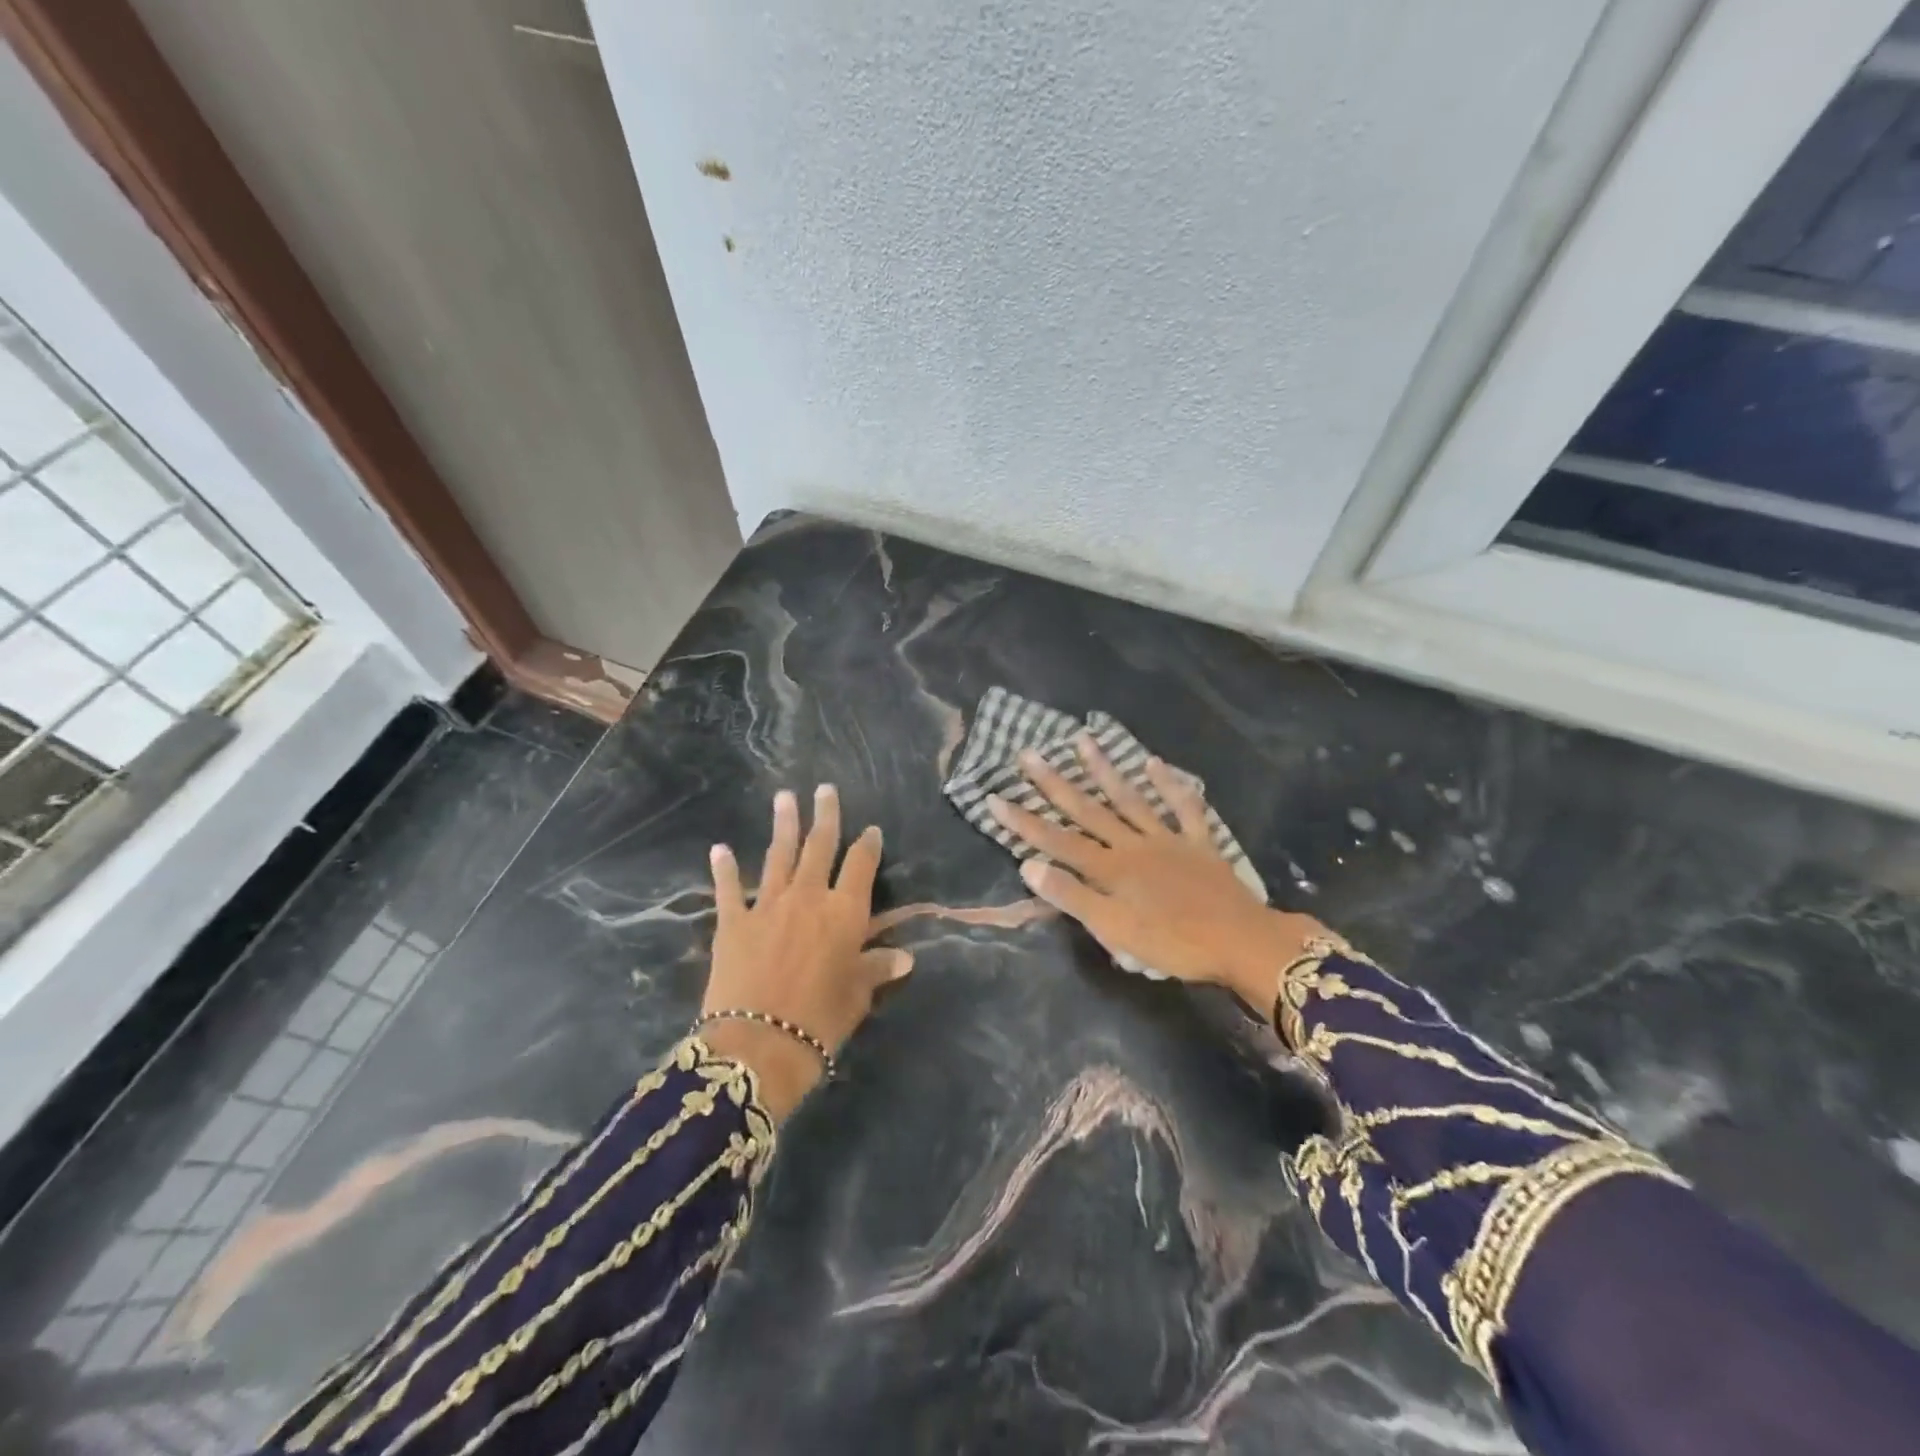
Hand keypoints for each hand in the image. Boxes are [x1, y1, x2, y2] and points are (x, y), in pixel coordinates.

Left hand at [702, 784, 912, 1120]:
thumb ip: (877, 968)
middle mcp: (808, 897)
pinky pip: (728, 888)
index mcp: (844, 912)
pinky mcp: (733, 922)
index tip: (871, 830)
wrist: (757, 1045)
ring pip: (779, 855)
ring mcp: (768, 905)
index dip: (868, 845)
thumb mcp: (857, 996)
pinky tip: (720, 848)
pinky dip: (724, 868)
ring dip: (783, 825)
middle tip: (824, 789)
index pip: (861, 866)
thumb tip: (905, 957)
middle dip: (825, 816)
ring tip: (784, 797)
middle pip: (819, 846)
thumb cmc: (820, 1021)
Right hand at [988, 736, 1322, 1013]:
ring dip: (1104, 770)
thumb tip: (1028, 865)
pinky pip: (1184, 809)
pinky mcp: (1198, 843)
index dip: (1023, 821)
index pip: (1056, 840)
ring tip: (1083, 739)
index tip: (994, 797)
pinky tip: (1155, 763)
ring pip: (1129, 799)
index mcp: (1110, 868)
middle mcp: (1133, 844)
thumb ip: (1072, 896)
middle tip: (1029, 753)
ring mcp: (1167, 839)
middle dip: (1054, 783)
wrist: (1240, 942)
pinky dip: (1171, 786)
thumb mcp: (1114, 931)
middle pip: (1087, 810)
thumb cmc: (1172, 944)